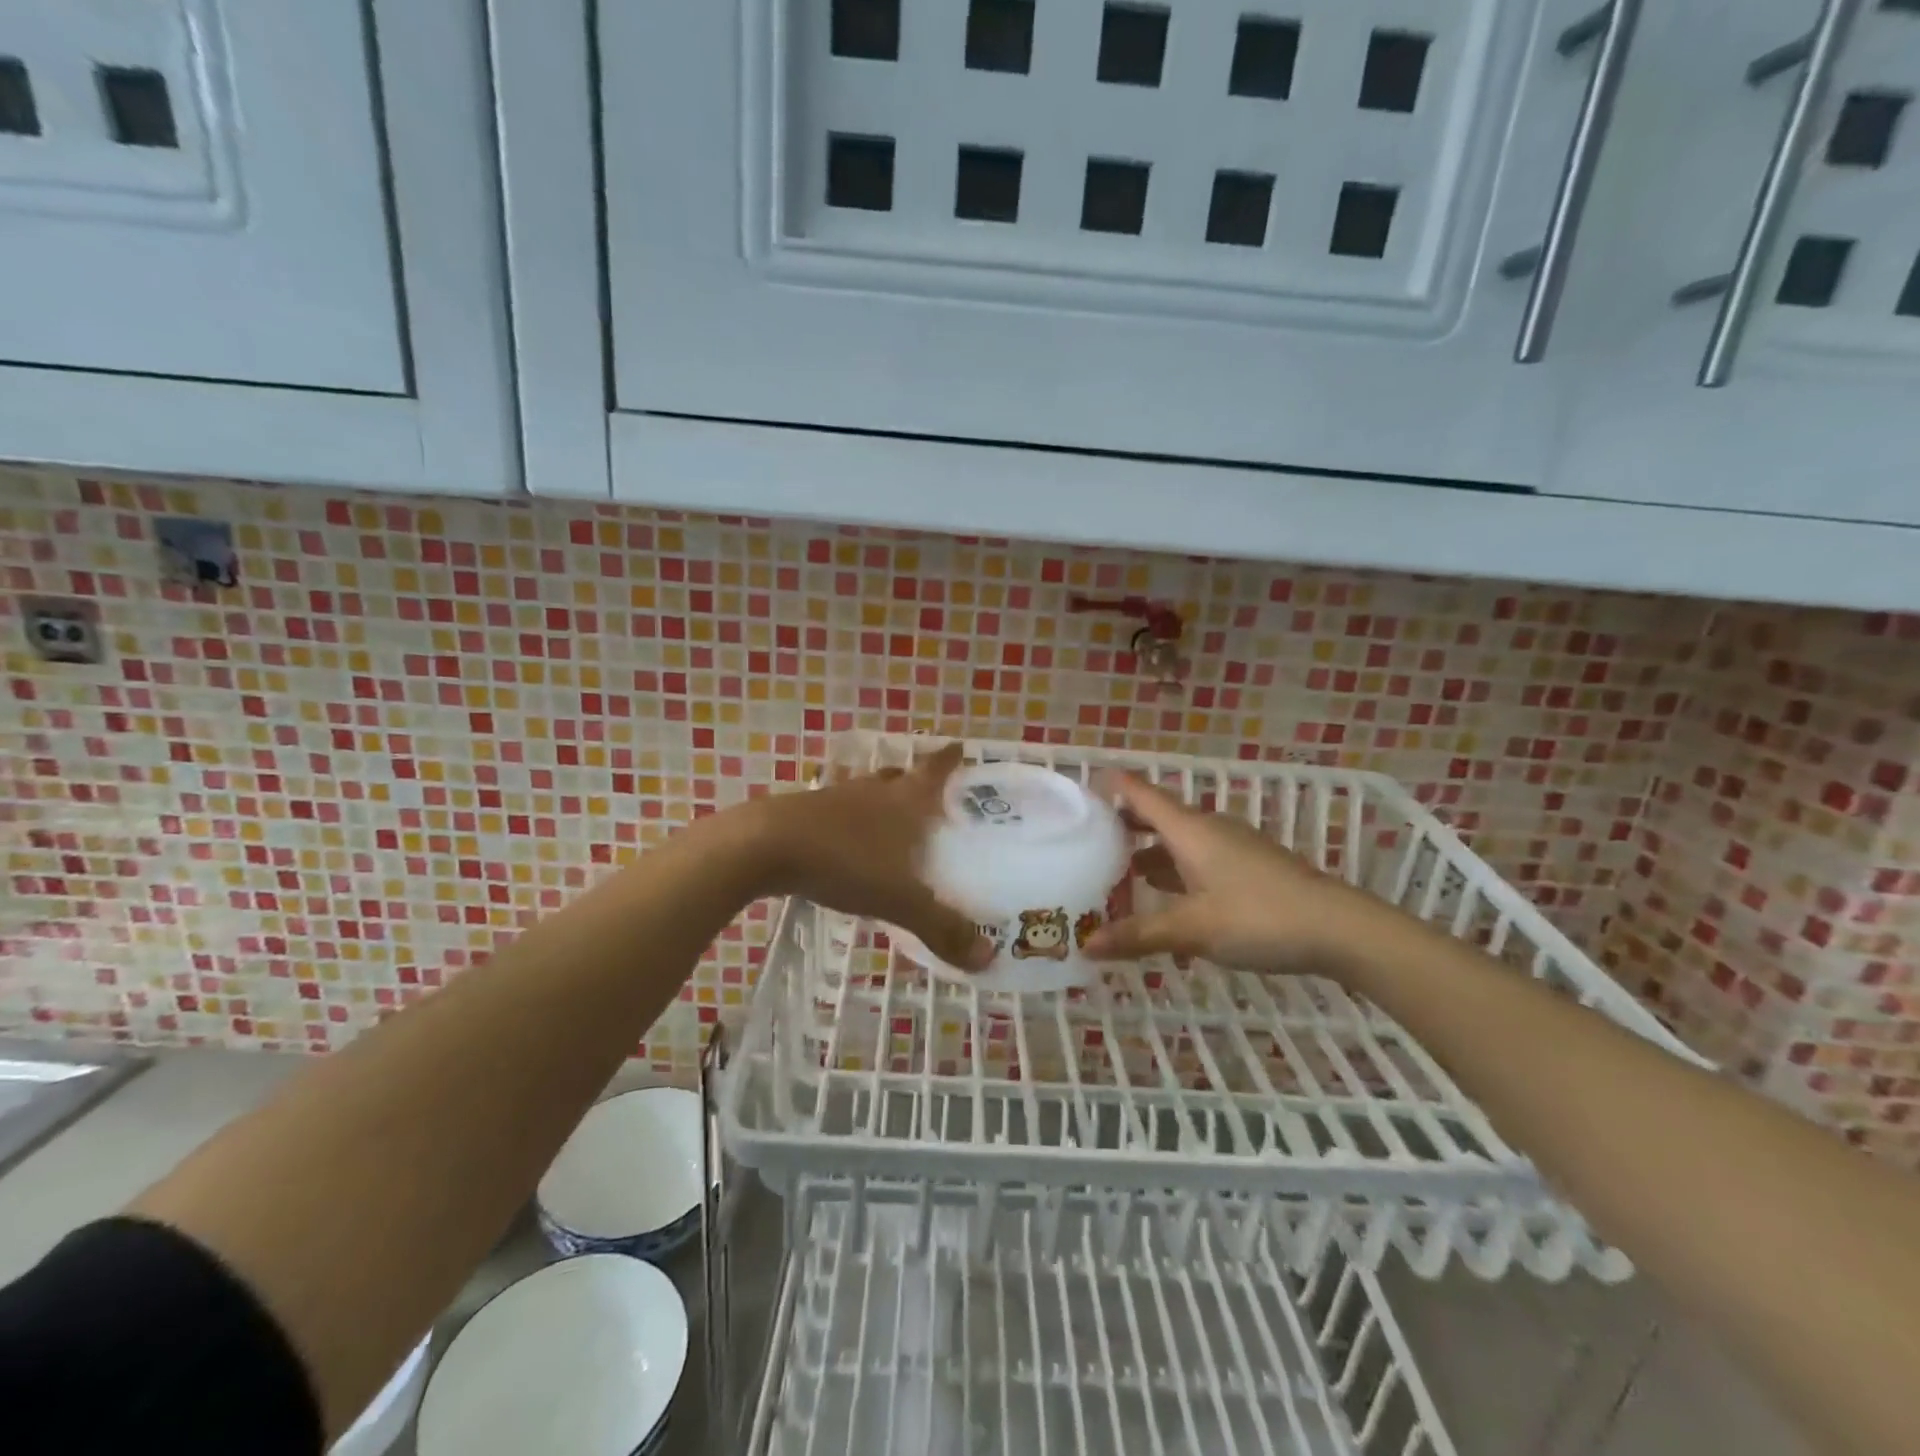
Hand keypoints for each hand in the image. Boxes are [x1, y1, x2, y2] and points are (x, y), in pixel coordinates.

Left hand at [753, 743, 993, 970]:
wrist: (764, 845)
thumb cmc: (844, 861)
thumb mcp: (899, 900)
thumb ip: (942, 927)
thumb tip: (989, 957)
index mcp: (904, 802)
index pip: (934, 770)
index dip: (949, 759)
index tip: (960, 747)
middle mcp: (873, 792)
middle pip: (899, 777)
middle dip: (915, 781)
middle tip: (929, 795)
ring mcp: (834, 799)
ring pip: (866, 793)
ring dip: (880, 801)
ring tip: (890, 820)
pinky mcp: (803, 813)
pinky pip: (837, 812)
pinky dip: (849, 822)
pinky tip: (846, 844)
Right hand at [1082, 772, 1403, 979]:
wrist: (1338, 928)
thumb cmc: (1258, 916)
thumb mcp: (1192, 929)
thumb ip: (1139, 935)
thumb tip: (1086, 946)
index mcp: (1189, 830)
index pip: (1142, 794)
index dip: (1113, 786)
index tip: (1083, 784)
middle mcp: (1209, 830)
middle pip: (1158, 817)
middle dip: (1125, 826)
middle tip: (1089, 841)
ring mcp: (1233, 848)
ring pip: (1180, 842)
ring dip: (1150, 854)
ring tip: (1119, 876)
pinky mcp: (1250, 868)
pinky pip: (1200, 861)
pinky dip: (1176, 873)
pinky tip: (1168, 901)